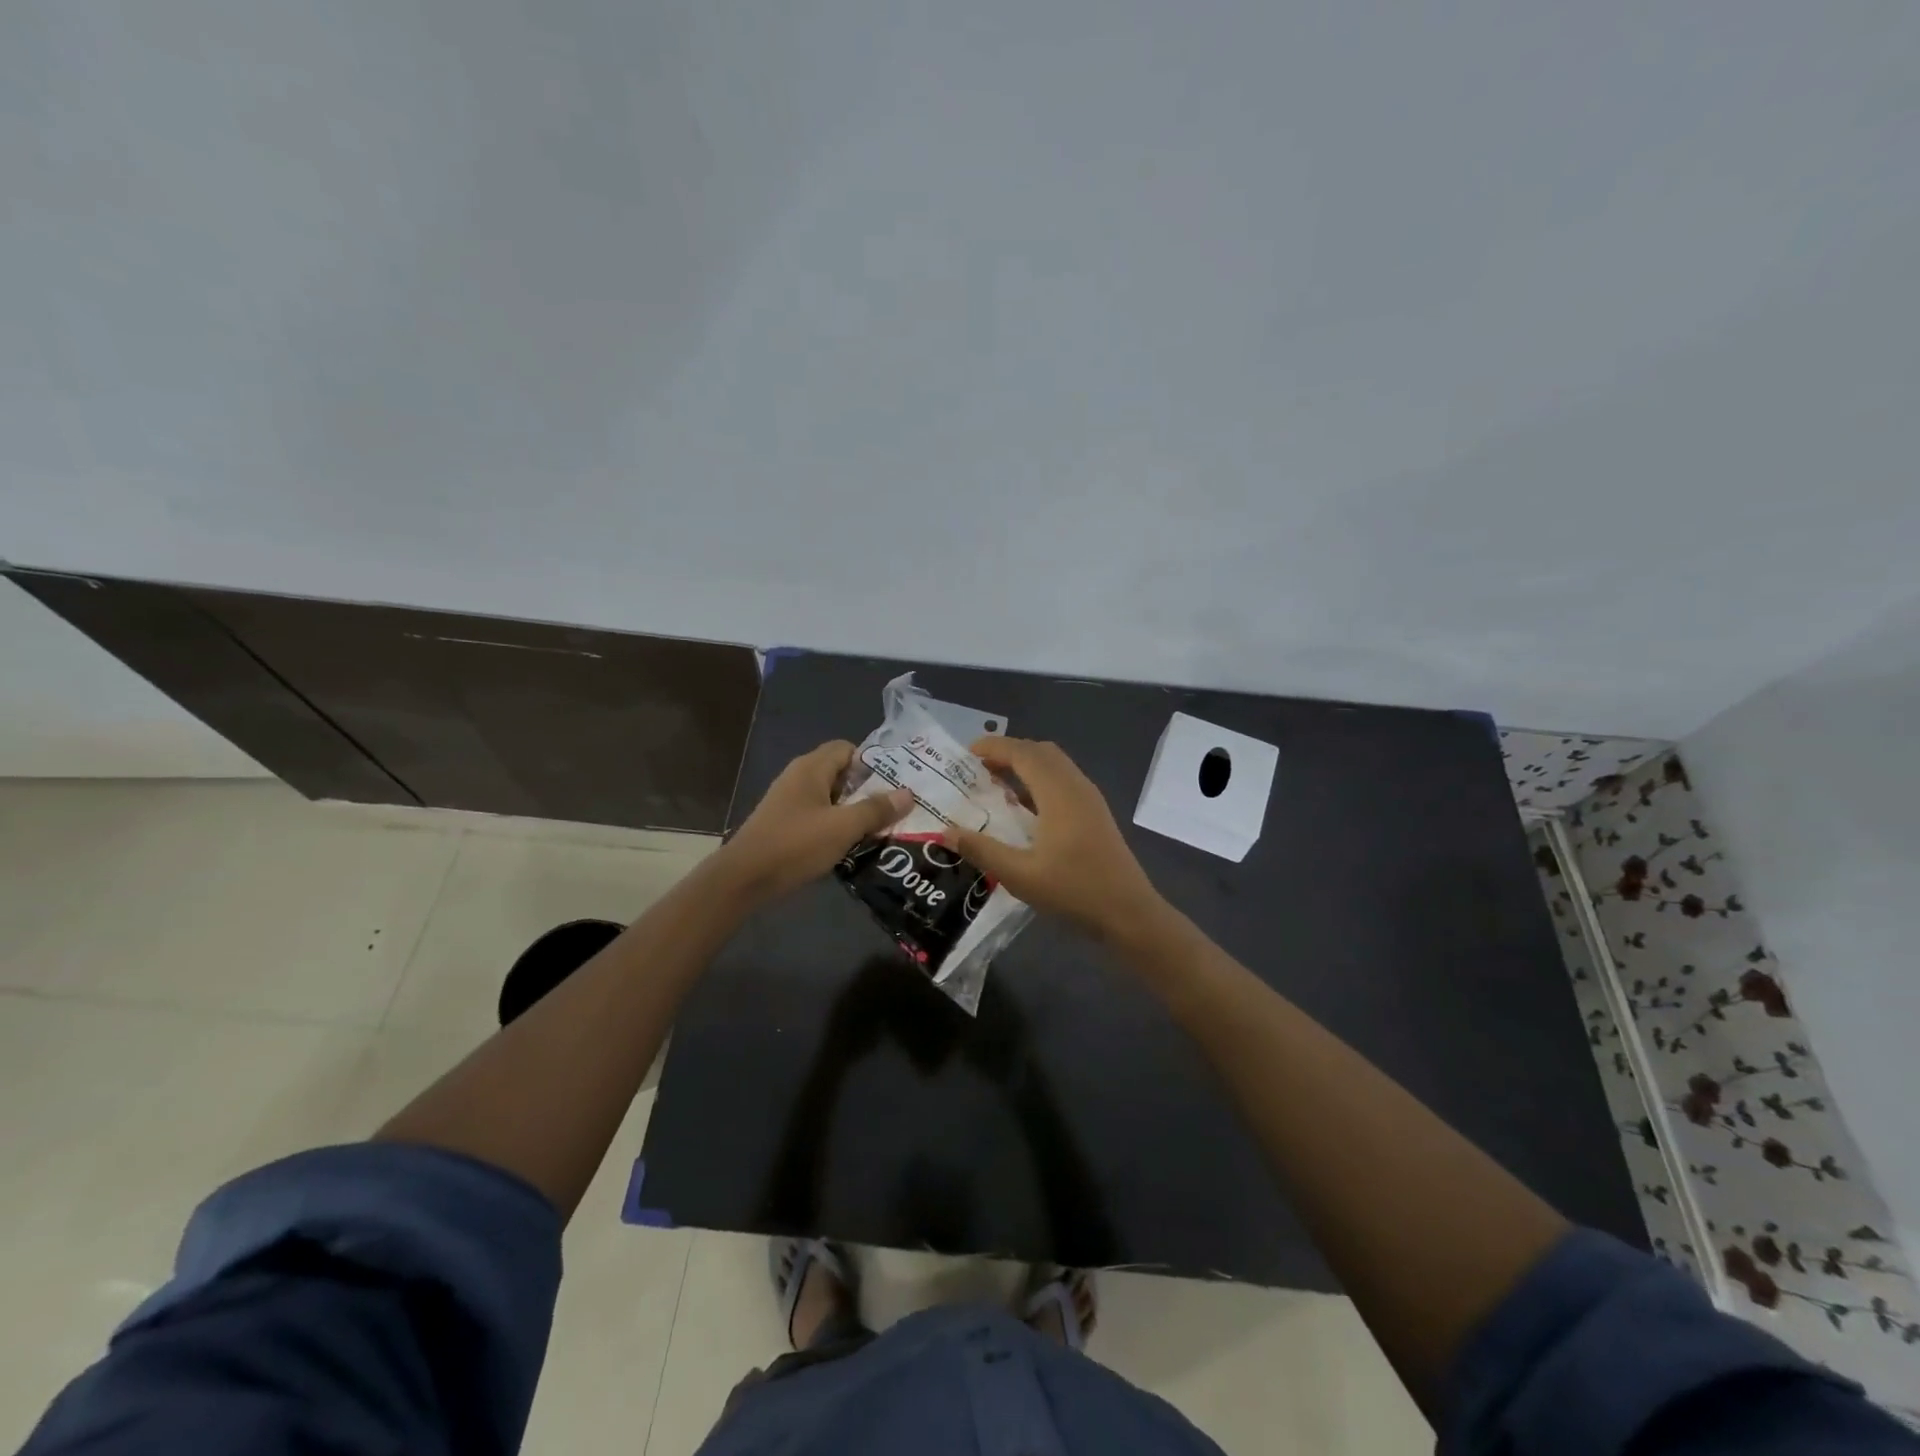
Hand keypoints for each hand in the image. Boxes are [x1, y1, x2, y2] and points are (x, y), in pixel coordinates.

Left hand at [717, 741, 912, 906]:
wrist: (743, 879)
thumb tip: (908, 793)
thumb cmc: (795, 845)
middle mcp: (799, 778)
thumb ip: (876, 809)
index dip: (872, 762)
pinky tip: (851, 845)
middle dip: (868, 789)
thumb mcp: (843, 827)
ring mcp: (789, 802)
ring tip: (880, 828)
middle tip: (895, 808)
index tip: (895, 783)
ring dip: (853, 811)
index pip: (847, 749)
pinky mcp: (784, 824)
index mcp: (811, 768)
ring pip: (830, 798)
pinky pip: (818, 816)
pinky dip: (836, 825)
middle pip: (841, 773)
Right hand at [939, 737, 1166, 942]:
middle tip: (978, 769)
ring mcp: (1090, 798)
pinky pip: (1063, 780)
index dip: (994, 747)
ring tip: (996, 785)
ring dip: (1025, 765)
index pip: (1023, 753)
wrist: (1129, 912)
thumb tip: (945, 832)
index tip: (966, 752)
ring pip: (1055, 765)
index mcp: (1058, 793)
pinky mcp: (1095, 813)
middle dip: (1008, 752)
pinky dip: (1039, 780)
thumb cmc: (1074, 891)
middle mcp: (1076, 786)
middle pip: (1040, 752)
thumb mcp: (1020, 875)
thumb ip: (982, 850)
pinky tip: (1024, 808)